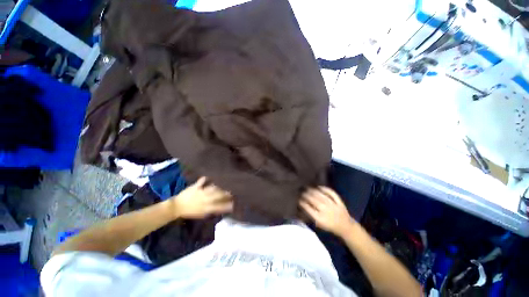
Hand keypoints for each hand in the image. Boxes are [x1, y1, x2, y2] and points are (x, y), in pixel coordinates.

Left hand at [170, 177, 233, 218]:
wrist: (176, 208)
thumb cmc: (190, 212)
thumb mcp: (201, 214)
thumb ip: (211, 211)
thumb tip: (220, 208)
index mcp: (206, 207)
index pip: (219, 206)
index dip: (227, 205)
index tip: (233, 203)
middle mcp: (205, 199)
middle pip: (217, 195)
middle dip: (225, 194)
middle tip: (232, 191)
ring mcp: (200, 192)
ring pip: (212, 188)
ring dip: (219, 186)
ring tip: (225, 184)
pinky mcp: (195, 187)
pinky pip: (201, 182)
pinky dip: (205, 179)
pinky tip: (209, 176)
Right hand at [299, 187, 356, 237]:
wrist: (346, 227)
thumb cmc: (330, 226)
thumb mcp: (319, 224)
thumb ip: (311, 216)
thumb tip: (301, 208)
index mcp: (319, 218)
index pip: (308, 208)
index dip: (302, 202)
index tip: (298, 199)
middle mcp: (325, 210)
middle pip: (313, 200)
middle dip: (306, 195)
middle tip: (301, 192)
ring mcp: (333, 205)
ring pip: (320, 195)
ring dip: (313, 191)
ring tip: (308, 188)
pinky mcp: (339, 202)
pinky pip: (331, 193)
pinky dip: (325, 189)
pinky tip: (319, 187)